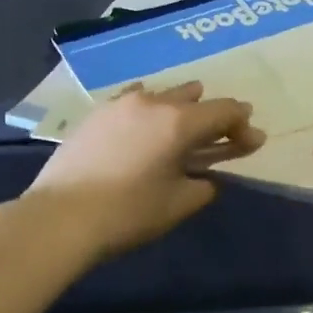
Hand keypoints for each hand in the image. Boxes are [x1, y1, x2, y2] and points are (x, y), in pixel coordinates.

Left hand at [28, 82, 262, 259]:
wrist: (60, 217)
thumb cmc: (128, 213)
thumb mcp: (177, 205)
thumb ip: (202, 186)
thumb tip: (205, 179)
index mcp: (179, 122)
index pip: (224, 111)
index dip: (243, 125)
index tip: (252, 142)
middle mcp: (153, 103)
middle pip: (194, 97)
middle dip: (213, 114)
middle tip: (221, 135)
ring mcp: (120, 104)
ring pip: (162, 94)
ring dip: (180, 107)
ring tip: (183, 126)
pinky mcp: (95, 114)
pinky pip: (133, 101)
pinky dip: (149, 109)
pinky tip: (145, 122)